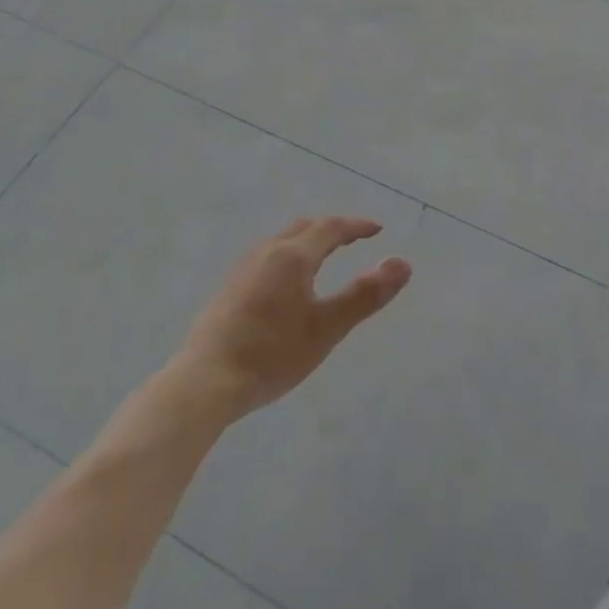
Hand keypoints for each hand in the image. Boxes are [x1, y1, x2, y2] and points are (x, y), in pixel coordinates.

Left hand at [173, 217, 411, 420]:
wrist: (204, 381)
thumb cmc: (272, 354)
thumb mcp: (327, 328)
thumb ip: (365, 295)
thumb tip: (403, 263)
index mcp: (293, 256)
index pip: (330, 228)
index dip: (356, 226)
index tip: (377, 229)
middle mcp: (267, 252)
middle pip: (303, 228)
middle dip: (331, 229)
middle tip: (352, 239)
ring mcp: (243, 269)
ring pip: (281, 241)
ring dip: (306, 241)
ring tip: (322, 257)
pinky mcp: (228, 289)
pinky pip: (266, 257)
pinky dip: (287, 256)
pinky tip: (285, 284)